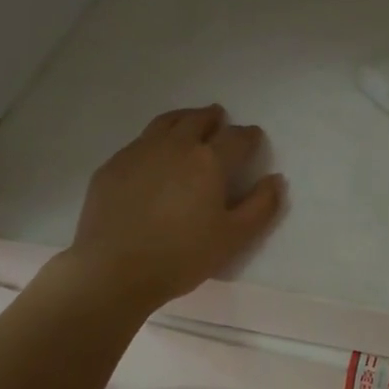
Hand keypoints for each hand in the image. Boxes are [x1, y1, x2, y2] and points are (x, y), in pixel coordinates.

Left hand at [68, 105, 284, 312]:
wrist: (113, 270)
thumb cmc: (182, 256)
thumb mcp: (234, 238)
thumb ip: (261, 206)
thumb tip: (275, 179)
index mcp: (209, 160)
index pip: (236, 137)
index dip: (249, 135)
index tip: (253, 137)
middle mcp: (175, 145)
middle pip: (198, 119)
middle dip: (213, 118)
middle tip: (219, 119)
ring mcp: (139, 152)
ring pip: (166, 123)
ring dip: (183, 119)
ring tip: (188, 123)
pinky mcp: (112, 166)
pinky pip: (139, 142)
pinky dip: (154, 141)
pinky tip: (153, 156)